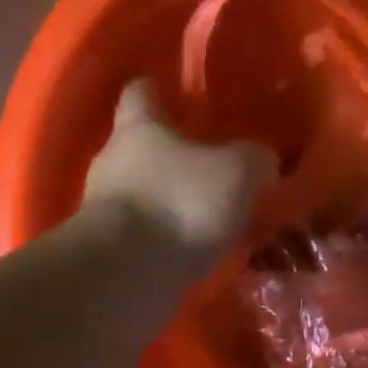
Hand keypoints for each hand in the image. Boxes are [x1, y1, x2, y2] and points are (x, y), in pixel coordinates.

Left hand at [83, 80, 277, 258]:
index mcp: (138, 128)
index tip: (180, 99)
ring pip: (141, 196)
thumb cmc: (179, 204)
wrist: (127, 274)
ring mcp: (104, 210)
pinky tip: (191, 254)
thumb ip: (254, 160)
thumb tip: (263, 159)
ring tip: (206, 221)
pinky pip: (141, 238)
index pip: (141, 93)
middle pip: (139, 148)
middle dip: (171, 158)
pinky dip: (163, 242)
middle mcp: (112, 162)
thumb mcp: (237, 174)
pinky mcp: (107, 252)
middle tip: (209, 170)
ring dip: (169, 205)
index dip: (159, 92)